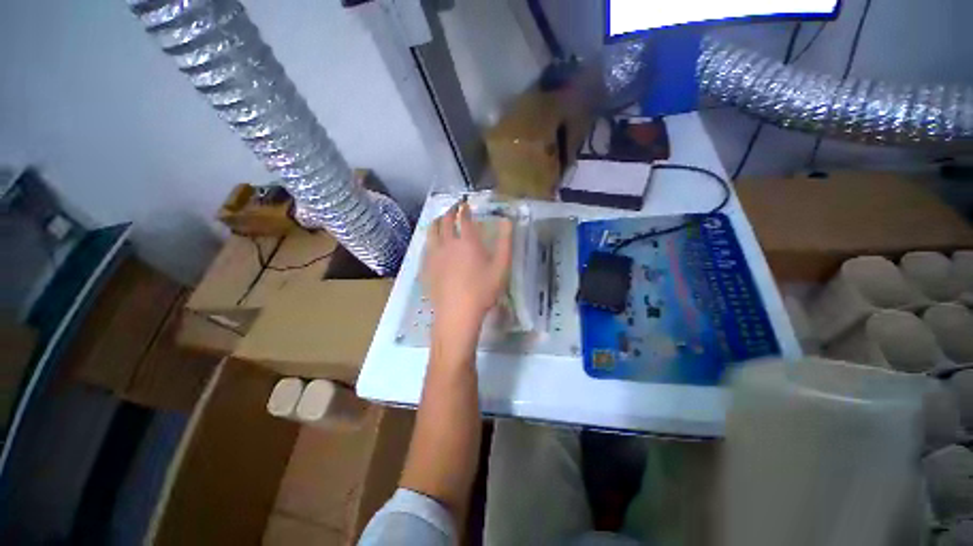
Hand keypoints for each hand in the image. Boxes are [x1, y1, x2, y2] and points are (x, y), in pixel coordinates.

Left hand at [423, 201, 512, 333]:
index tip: (465, 204)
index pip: (463, 218)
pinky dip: (429, 240)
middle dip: (449, 212)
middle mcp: (448, 243)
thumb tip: (506, 221)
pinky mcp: (426, 267)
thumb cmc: (483, 290)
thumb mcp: (501, 266)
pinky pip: (425, 247)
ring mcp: (434, 255)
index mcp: (467, 241)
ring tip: (439, 220)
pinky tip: (431, 244)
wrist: (457, 312)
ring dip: (436, 222)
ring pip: (431, 232)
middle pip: (445, 221)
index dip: (464, 209)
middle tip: (453, 208)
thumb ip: (505, 242)